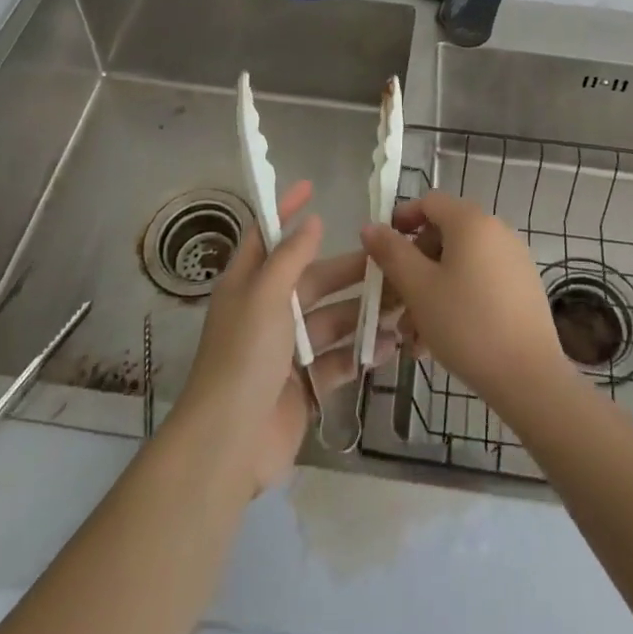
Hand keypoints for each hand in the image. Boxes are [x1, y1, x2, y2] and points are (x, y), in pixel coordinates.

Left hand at [177, 180, 399, 495]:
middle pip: (313, 279)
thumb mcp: (265, 295)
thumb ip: (290, 256)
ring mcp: (286, 351)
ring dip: (363, 312)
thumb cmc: (244, 356)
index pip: (267, 236)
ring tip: (402, 303)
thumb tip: (311, 221)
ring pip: (331, 319)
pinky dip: (361, 351)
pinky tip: (390, 344)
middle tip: (391, 261)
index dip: (286, 211)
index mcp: (248, 284)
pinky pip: (338, 358)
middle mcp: (267, 311)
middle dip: (349, 271)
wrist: (230, 444)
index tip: (313, 188)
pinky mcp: (304, 384)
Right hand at [362, 189, 568, 411]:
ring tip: (414, 335)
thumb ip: (391, 253)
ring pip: (460, 264)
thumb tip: (370, 226)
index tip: (382, 251)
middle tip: (396, 304)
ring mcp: (513, 258)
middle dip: (415, 267)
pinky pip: (480, 281)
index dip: (401, 220)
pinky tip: (442, 339)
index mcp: (471, 221)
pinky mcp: (523, 287)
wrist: (530, 377)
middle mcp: (496, 230)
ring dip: (432, 290)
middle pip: (444, 235)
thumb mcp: (419, 288)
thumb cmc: (467, 324)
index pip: (429, 202)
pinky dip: (457, 299)